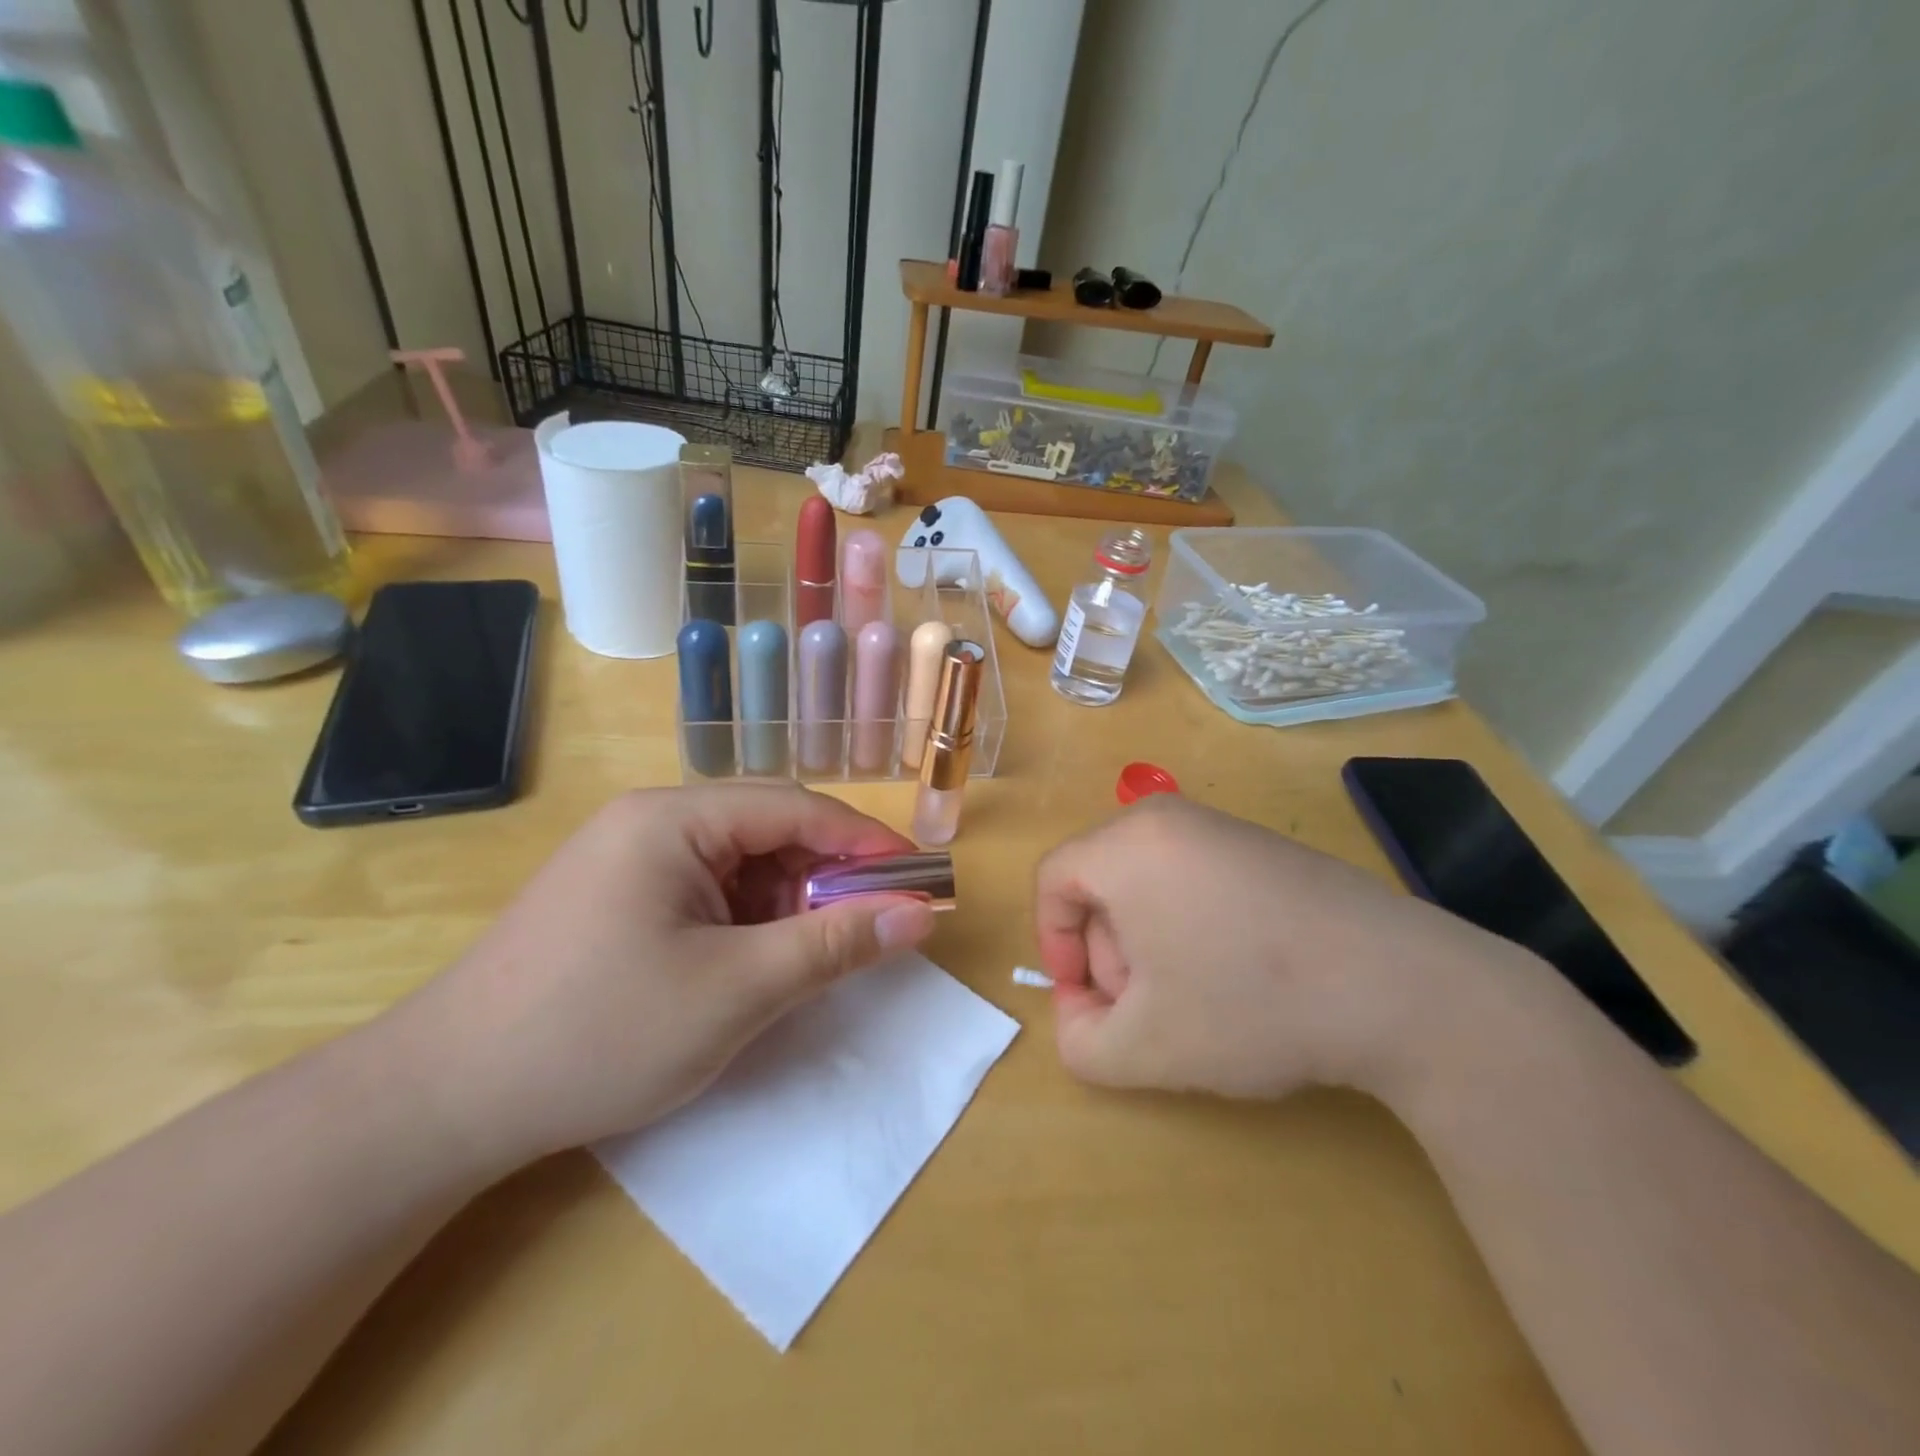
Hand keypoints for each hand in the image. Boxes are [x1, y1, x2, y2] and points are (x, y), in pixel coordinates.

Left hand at [390, 785, 936, 1169]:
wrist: (445, 1102)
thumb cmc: (601, 1033)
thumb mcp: (737, 991)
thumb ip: (835, 945)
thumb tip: (919, 915)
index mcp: (674, 818)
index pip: (796, 808)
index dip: (864, 842)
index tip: (917, 880)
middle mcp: (651, 821)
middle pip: (769, 830)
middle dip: (827, 877)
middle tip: (873, 927)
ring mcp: (630, 858)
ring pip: (742, 863)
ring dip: (788, 903)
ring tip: (813, 956)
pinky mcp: (619, 896)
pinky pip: (708, 890)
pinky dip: (748, 921)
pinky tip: (757, 963)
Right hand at [1034, 795, 1529, 1100]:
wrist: (1400, 986)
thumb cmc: (1250, 1005)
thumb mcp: (1144, 1048)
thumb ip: (1078, 1042)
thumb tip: (1080, 1012)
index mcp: (1126, 846)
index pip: (1052, 879)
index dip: (1054, 945)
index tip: (1087, 999)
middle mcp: (1167, 818)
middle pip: (1099, 881)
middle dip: (1107, 952)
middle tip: (1145, 1009)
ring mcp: (1221, 826)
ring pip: (1146, 882)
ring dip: (1148, 943)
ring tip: (1195, 999)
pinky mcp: (1262, 846)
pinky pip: (1193, 877)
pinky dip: (1191, 925)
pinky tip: (1238, 975)